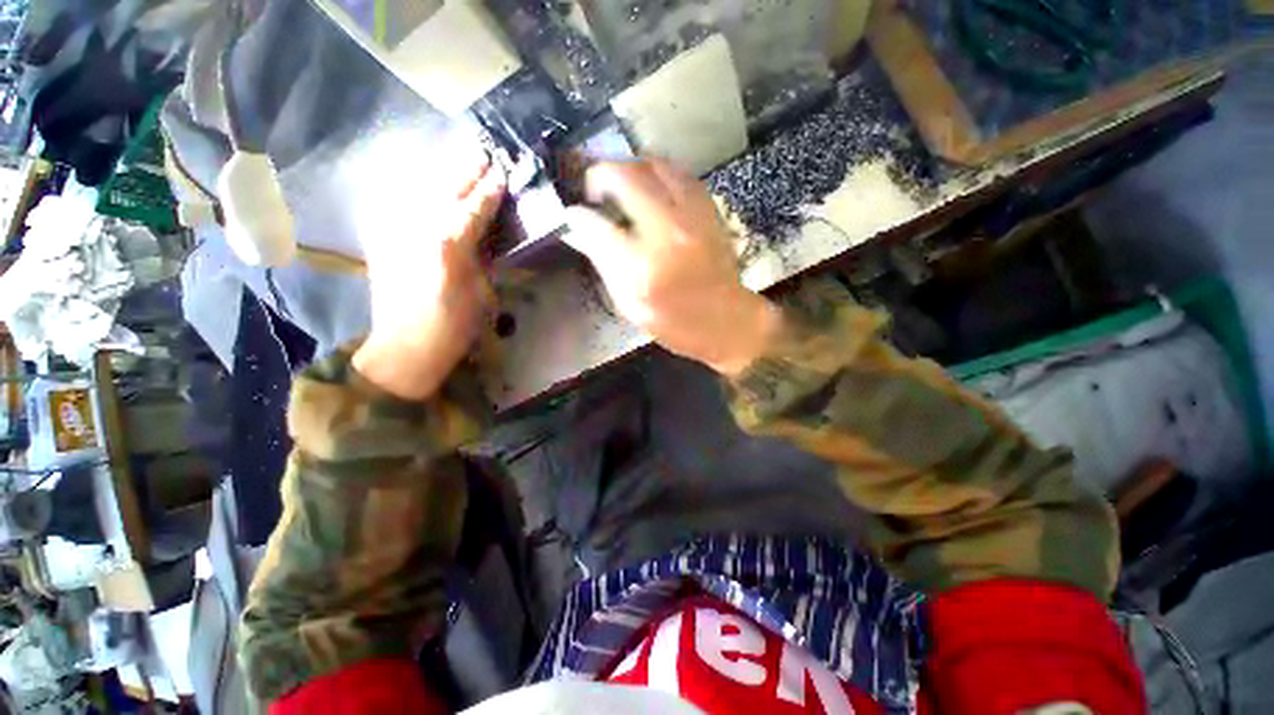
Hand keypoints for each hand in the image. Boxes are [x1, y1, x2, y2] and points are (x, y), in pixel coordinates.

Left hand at [352, 151, 505, 399]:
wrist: (405, 346)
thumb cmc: (454, 325)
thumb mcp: (482, 292)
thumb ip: (482, 256)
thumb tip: (486, 235)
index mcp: (448, 243)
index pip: (474, 206)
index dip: (490, 189)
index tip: (502, 171)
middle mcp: (416, 227)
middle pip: (444, 188)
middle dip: (464, 168)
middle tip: (481, 150)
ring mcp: (394, 229)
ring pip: (420, 188)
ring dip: (441, 172)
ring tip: (459, 157)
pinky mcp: (382, 238)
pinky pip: (401, 202)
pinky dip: (417, 189)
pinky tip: (428, 183)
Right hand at [563, 159, 780, 375]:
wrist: (726, 320)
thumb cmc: (674, 322)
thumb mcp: (629, 305)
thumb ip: (603, 263)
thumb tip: (579, 229)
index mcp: (643, 268)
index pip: (599, 225)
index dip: (578, 215)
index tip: (572, 213)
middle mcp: (668, 232)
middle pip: (626, 177)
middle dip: (600, 174)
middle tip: (595, 191)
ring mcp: (692, 216)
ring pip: (653, 164)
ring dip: (629, 168)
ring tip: (620, 185)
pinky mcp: (709, 209)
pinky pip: (678, 173)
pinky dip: (656, 173)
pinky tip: (649, 188)